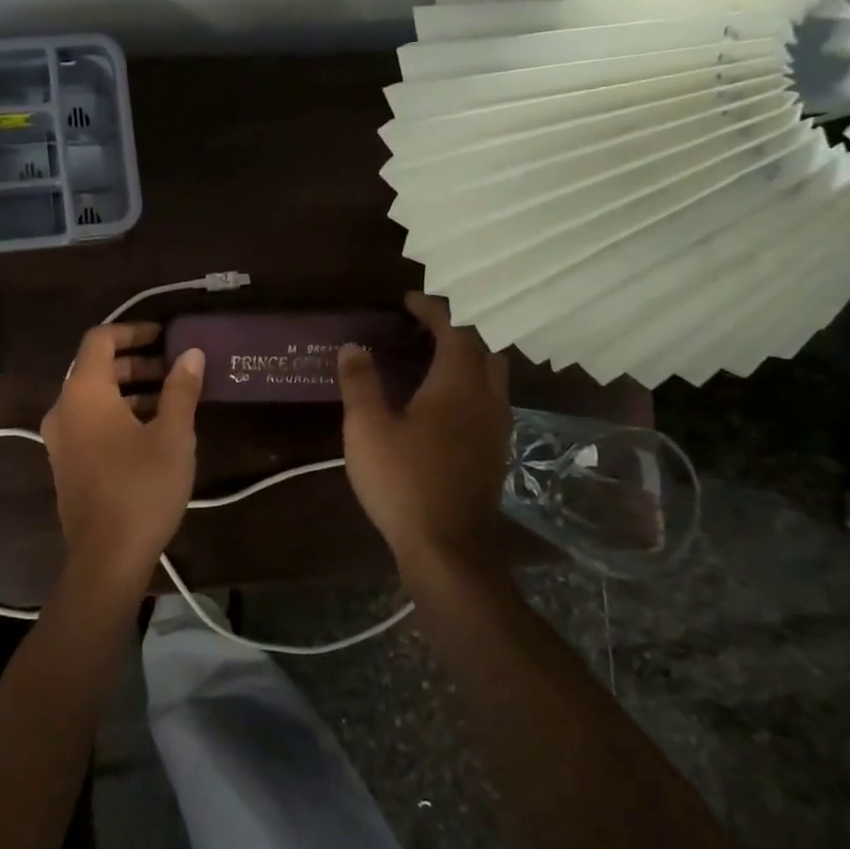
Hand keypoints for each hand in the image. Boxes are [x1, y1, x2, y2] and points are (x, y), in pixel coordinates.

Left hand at [41, 323, 205, 579]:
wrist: (105, 558)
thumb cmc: (141, 488)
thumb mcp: (172, 435)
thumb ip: (181, 389)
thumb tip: (191, 353)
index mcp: (84, 392)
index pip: (100, 339)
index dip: (133, 330)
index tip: (165, 337)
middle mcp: (63, 408)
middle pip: (96, 367)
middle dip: (136, 362)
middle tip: (175, 369)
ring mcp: (60, 438)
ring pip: (94, 397)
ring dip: (129, 389)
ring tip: (171, 399)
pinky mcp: (66, 463)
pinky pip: (90, 421)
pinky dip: (117, 413)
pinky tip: (151, 431)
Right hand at [338, 292, 509, 559]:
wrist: (448, 548)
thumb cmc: (403, 481)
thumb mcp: (367, 428)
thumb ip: (360, 383)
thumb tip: (352, 346)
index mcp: (457, 385)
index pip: (454, 330)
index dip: (433, 309)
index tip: (409, 300)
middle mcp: (486, 399)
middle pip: (482, 348)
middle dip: (456, 329)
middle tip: (423, 327)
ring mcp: (496, 428)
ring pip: (491, 375)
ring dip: (467, 356)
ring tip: (432, 357)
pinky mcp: (494, 452)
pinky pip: (489, 400)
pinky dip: (469, 384)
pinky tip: (443, 402)